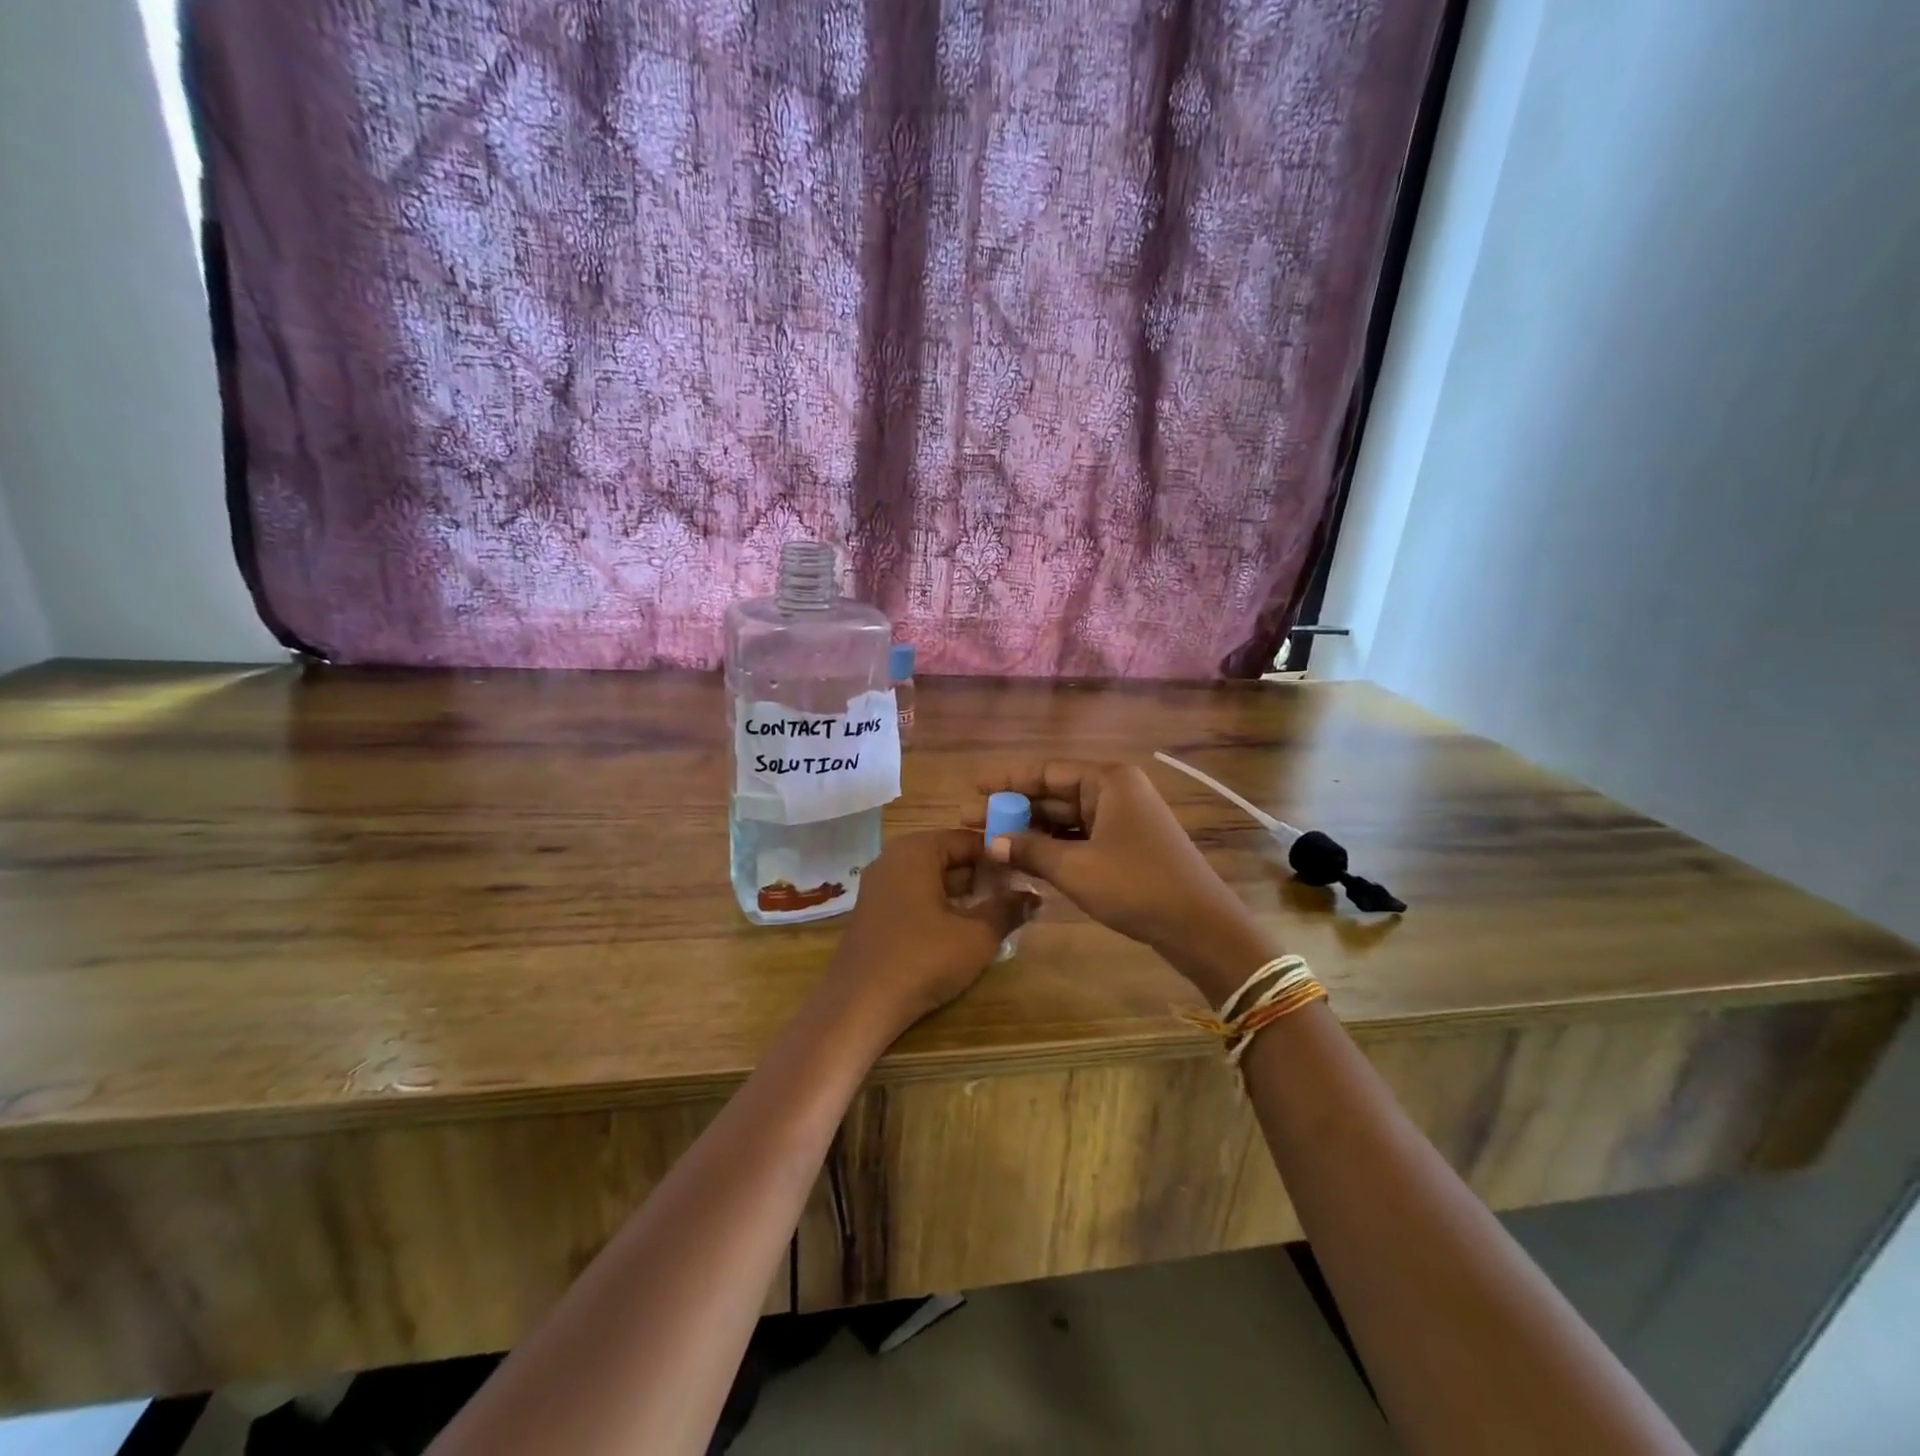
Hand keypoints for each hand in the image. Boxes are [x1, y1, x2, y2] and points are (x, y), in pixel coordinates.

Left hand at [826, 829, 1037, 1033]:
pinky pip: (915, 897)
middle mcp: (893, 858)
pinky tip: (961, 932)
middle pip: (949, 857)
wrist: (859, 1005)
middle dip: (983, 876)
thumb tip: (1034, 896)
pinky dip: (940, 907)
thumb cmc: (923, 959)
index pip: (968, 839)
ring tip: (995, 916)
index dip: (1000, 857)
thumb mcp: (977, 935)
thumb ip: (1008, 909)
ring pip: (932, 879)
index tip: (1026, 877)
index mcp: (916, 850)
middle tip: (1015, 899)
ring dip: (964, 895)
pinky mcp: (874, 913)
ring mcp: (879, 886)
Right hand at [976, 761, 1273, 1001]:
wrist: (1199, 926)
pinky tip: (1024, 858)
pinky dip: (1053, 847)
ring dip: (1031, 830)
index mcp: (1107, 781)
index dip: (1006, 780)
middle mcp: (1115, 791)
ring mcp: (1122, 819)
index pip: (1046, 771)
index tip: (973, 787)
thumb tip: (992, 843)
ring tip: (990, 841)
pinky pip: (1080, 837)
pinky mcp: (1125, 845)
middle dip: (1014, 808)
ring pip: (1065, 818)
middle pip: (1054, 793)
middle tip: (972, 820)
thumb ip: (1031, 850)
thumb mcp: (1076, 869)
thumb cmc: (1136, 886)